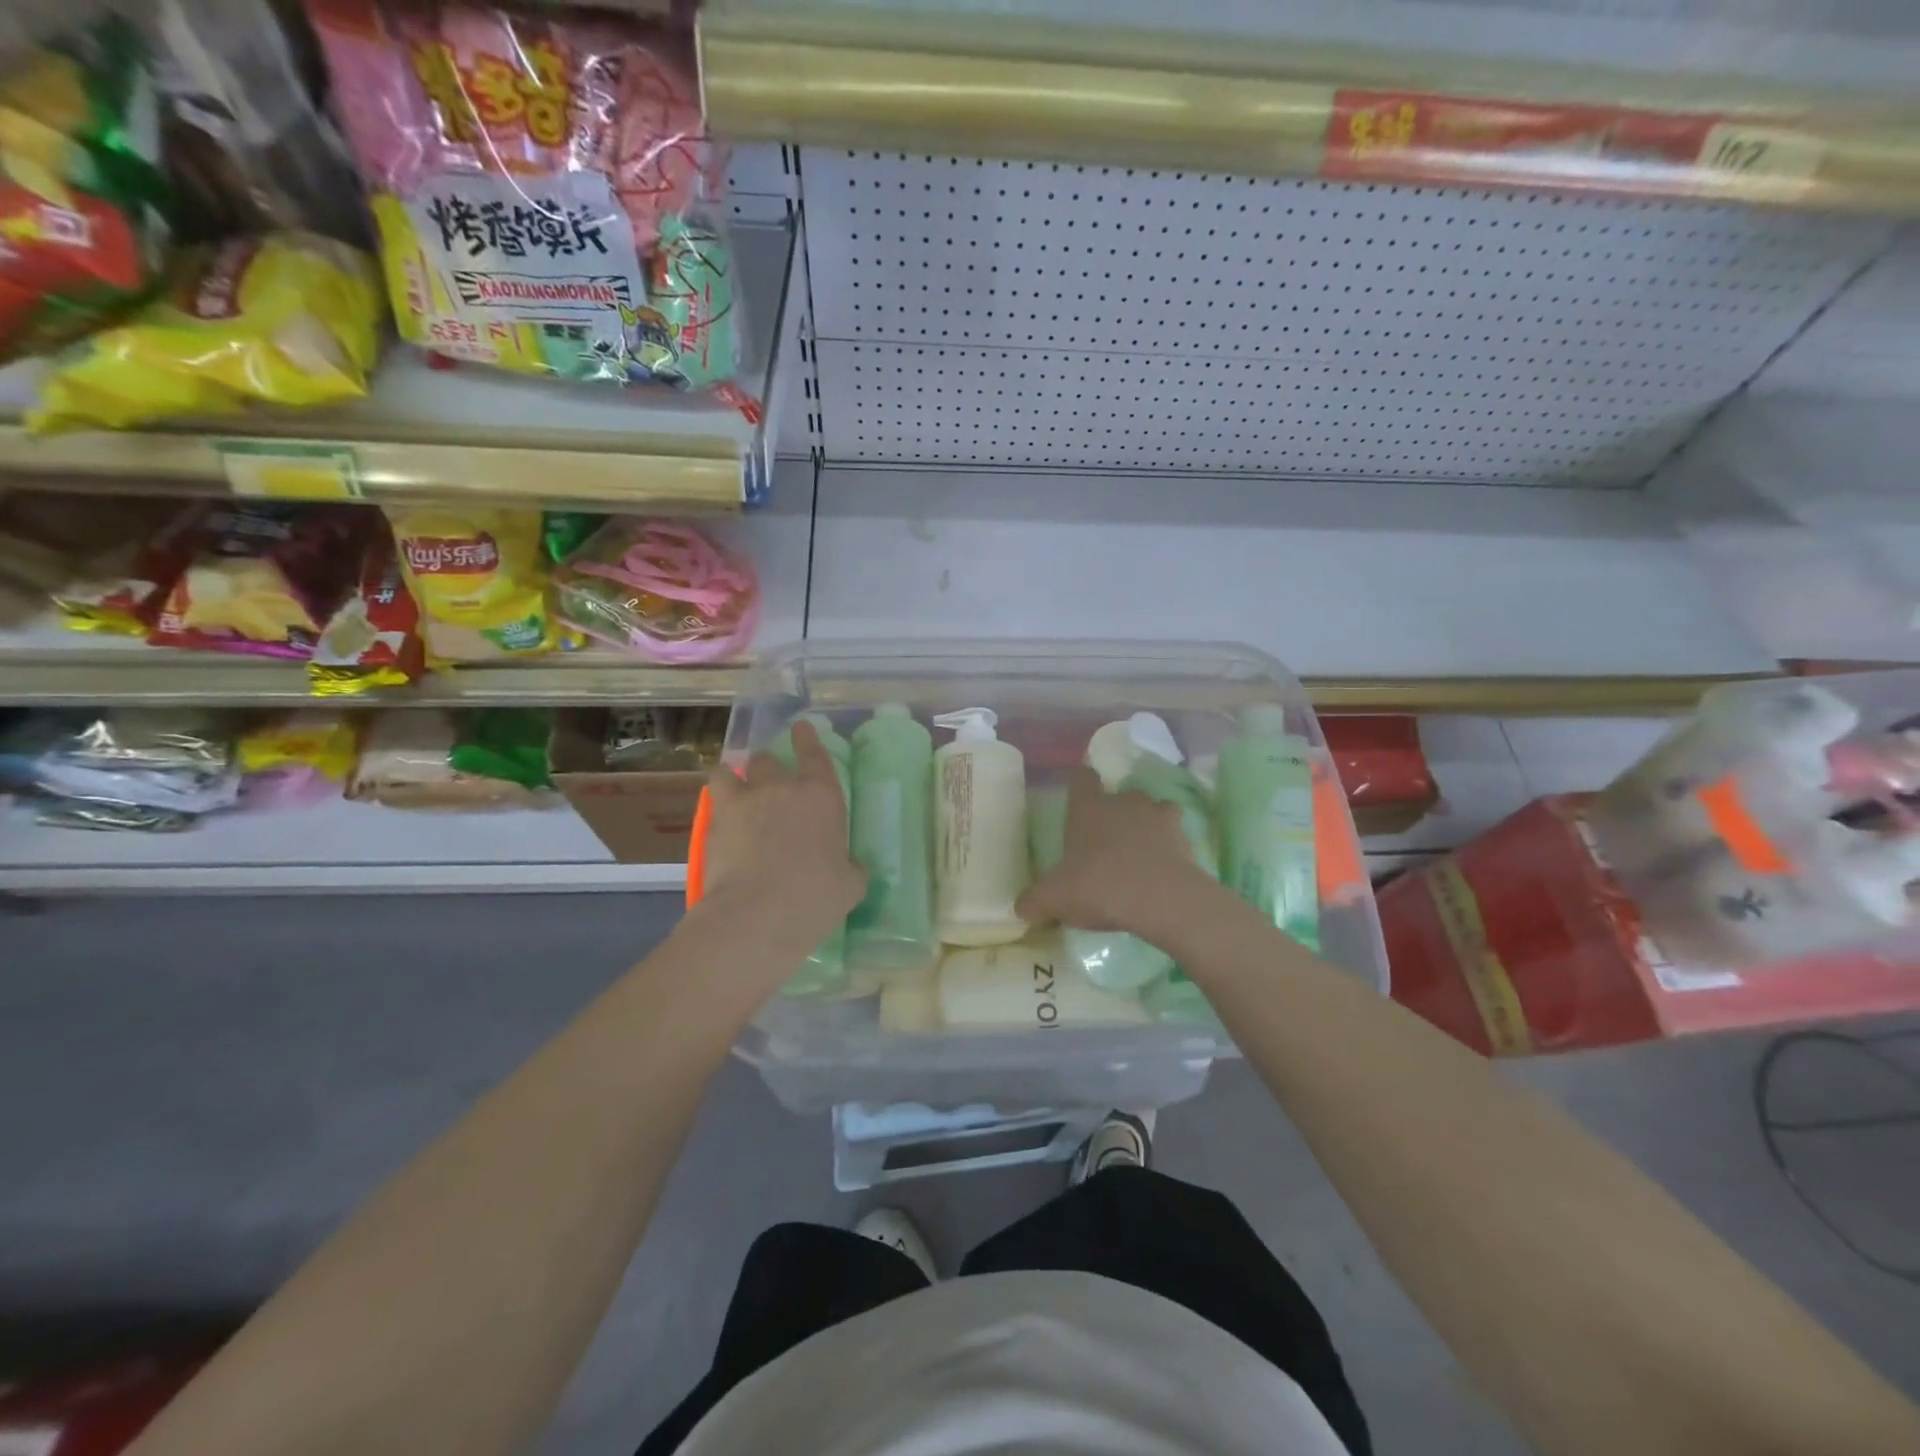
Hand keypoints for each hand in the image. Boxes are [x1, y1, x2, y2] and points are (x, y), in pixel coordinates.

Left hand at [698, 720, 866, 950]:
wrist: (759, 912)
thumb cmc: (817, 895)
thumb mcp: (850, 885)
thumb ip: (851, 869)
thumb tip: (853, 868)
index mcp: (821, 797)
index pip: (815, 756)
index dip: (808, 739)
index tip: (801, 728)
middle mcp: (781, 789)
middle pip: (767, 761)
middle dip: (767, 766)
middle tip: (768, 779)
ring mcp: (744, 803)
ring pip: (730, 772)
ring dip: (733, 776)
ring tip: (733, 786)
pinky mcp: (715, 824)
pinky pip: (712, 801)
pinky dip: (717, 806)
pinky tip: (721, 821)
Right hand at [1017, 765, 1219, 943]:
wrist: (1163, 900)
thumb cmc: (1100, 886)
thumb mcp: (1054, 899)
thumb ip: (1034, 901)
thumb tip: (1020, 908)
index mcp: (1089, 806)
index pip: (1082, 778)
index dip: (1080, 787)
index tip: (1078, 802)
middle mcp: (1124, 802)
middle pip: (1119, 795)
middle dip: (1114, 813)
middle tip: (1104, 843)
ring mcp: (1158, 817)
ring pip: (1151, 811)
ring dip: (1145, 827)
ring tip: (1137, 855)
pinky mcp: (1185, 839)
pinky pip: (1174, 837)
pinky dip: (1168, 849)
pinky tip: (1160, 871)